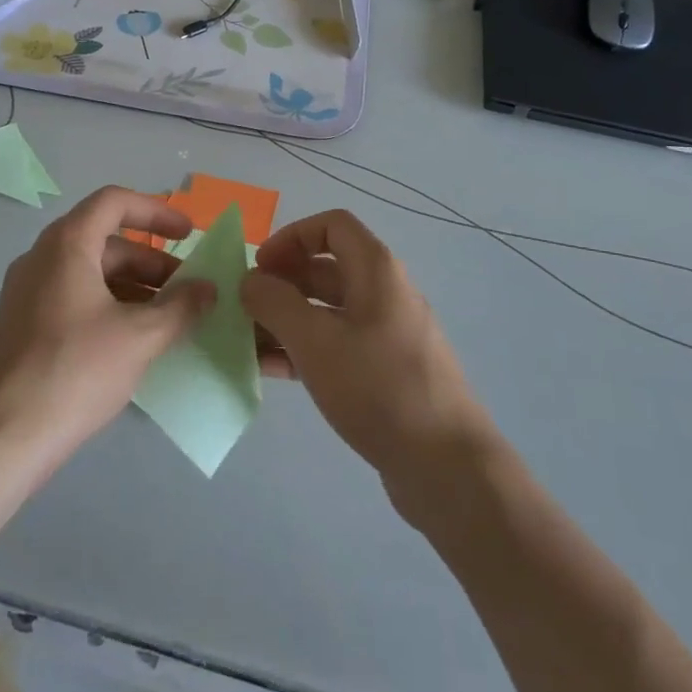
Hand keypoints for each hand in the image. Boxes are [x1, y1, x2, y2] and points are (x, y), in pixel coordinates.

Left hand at [0, 187, 212, 467]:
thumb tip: (208, 288)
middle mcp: (42, 258)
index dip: (157, 211)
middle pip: (105, 240)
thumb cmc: (73, 372)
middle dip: (152, 260)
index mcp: (66, 245)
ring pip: (90, 272)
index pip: (114, 202)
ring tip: (168, 318)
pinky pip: (74, 298)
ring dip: (133, 286)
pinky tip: (133, 341)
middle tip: (187, 289)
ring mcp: (27, 292)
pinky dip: (109, 305)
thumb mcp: (139, 337)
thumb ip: (180, 307)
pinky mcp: (22, 325)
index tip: (189, 233)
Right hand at [242, 210, 491, 487]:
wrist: (446, 466)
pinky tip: (271, 371)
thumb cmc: (378, 387)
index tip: (261, 267)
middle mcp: (383, 292)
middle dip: (281, 282)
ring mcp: (385, 334)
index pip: (331, 226)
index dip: (291, 236)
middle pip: (325, 268)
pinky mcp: (383, 371)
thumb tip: (251, 280)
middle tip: (245, 307)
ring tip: (246, 342)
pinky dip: (303, 349)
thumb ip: (275, 303)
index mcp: (375, 270)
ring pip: (327, 311)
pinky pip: (336, 345)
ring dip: (286, 319)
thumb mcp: (315, 340)